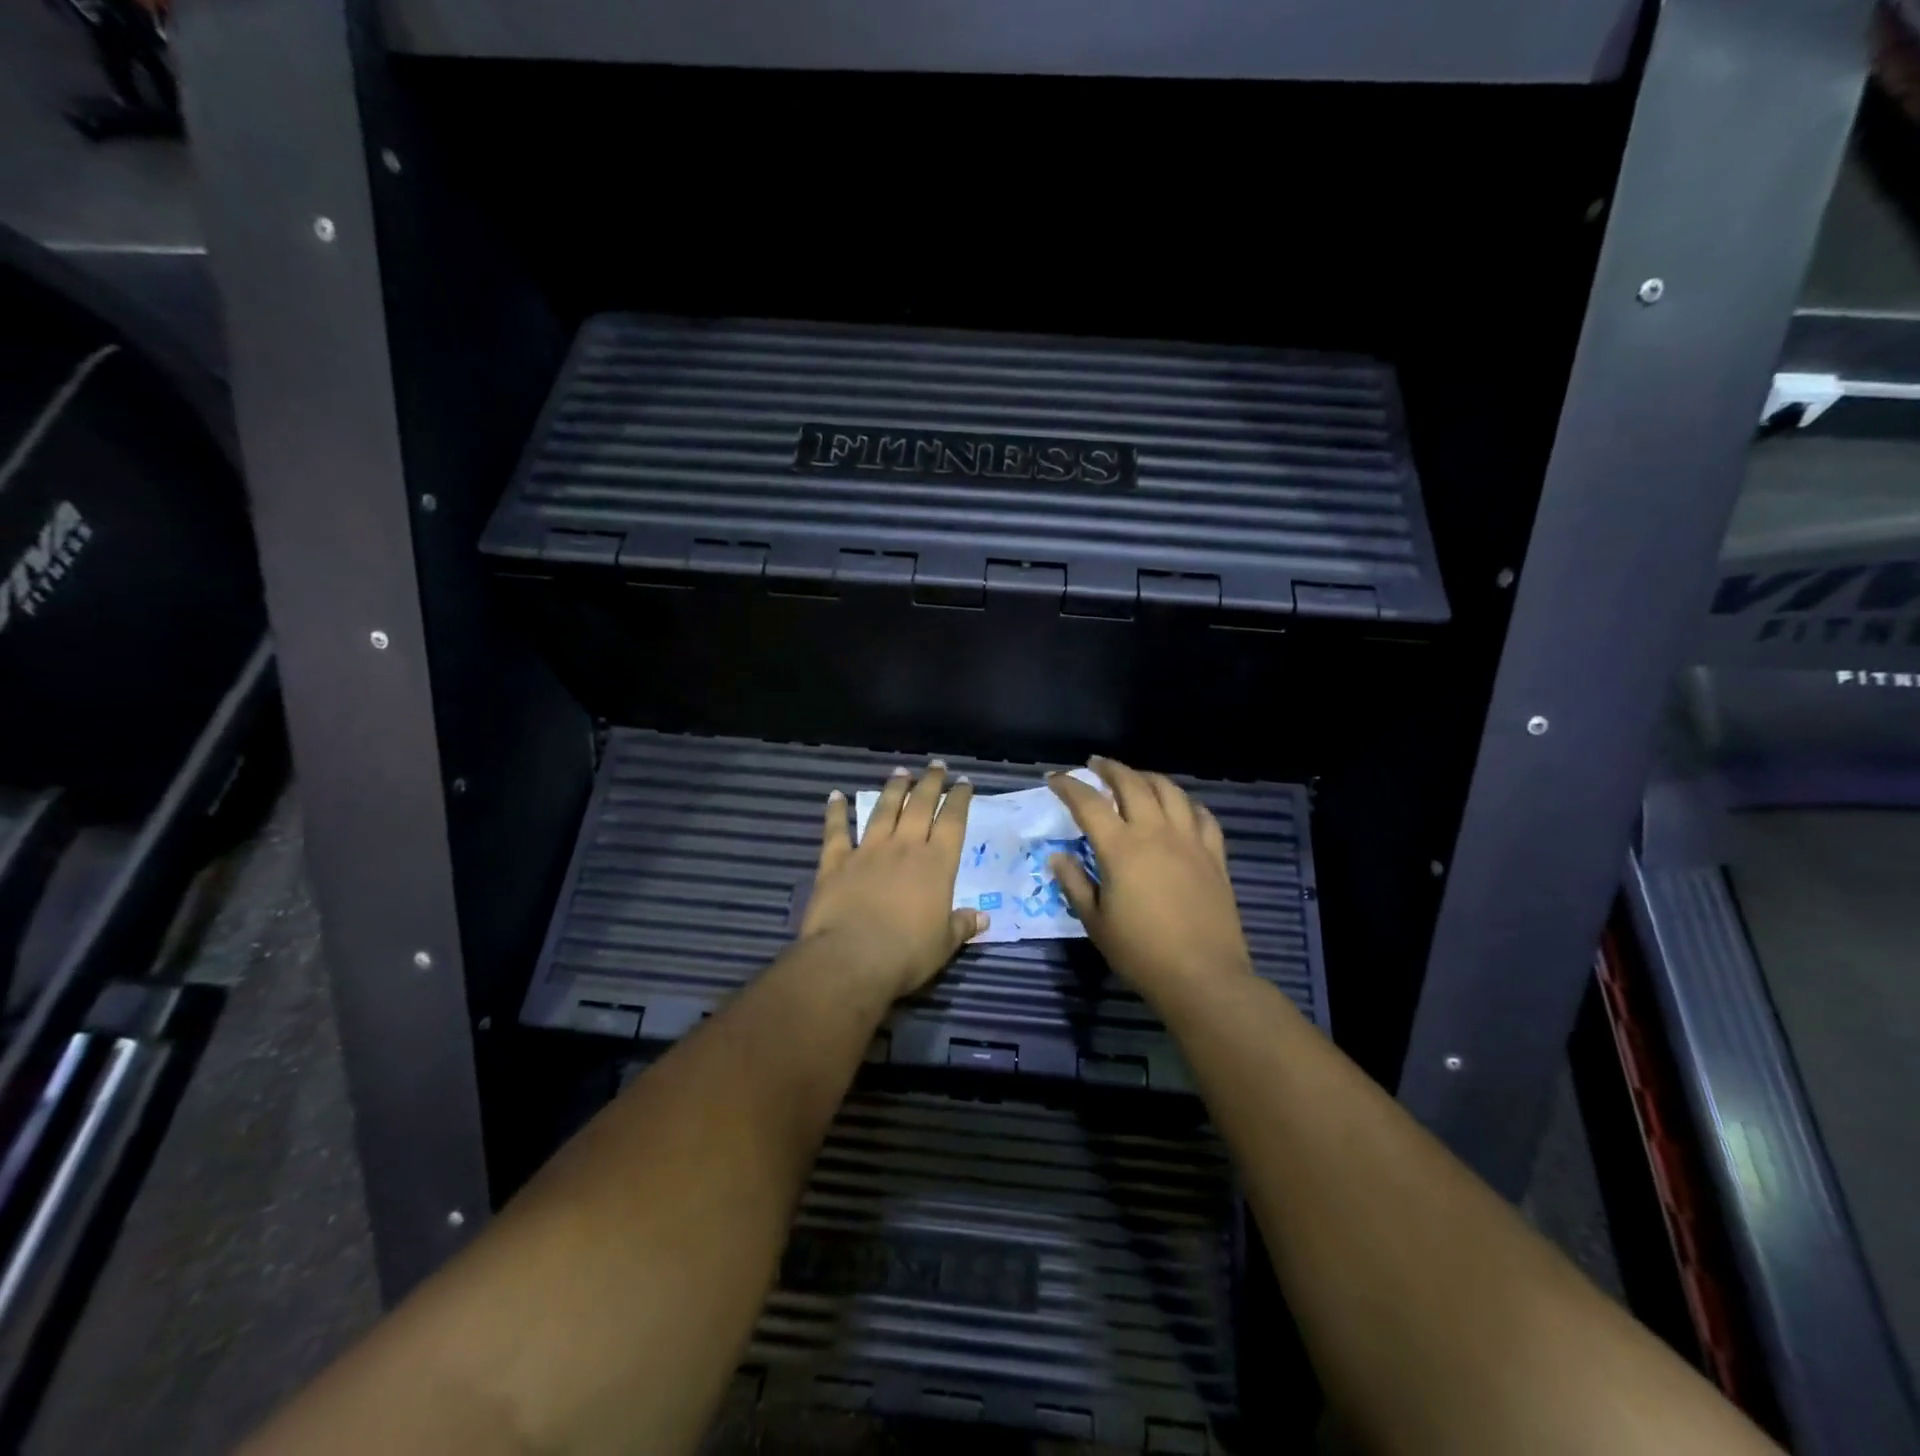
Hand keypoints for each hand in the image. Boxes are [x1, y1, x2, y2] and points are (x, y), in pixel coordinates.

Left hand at [799, 761, 987, 1001]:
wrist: (852, 958)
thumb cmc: (907, 954)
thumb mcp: (944, 944)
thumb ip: (962, 926)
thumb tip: (983, 918)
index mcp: (936, 864)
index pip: (953, 821)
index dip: (959, 799)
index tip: (963, 782)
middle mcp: (904, 847)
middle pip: (920, 805)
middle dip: (930, 783)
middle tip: (936, 765)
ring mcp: (868, 851)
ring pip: (883, 810)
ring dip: (893, 788)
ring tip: (900, 771)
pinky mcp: (836, 862)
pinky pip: (836, 831)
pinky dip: (835, 812)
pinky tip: (835, 795)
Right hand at [1047, 757, 1253, 1004]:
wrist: (1203, 977)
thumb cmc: (1141, 953)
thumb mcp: (1096, 922)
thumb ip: (1075, 884)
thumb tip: (1058, 857)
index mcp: (1121, 848)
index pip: (1088, 803)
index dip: (1068, 786)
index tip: (1054, 779)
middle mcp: (1155, 833)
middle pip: (1132, 783)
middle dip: (1110, 768)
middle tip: (1095, 764)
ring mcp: (1189, 841)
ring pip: (1170, 791)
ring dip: (1148, 777)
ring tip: (1136, 777)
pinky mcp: (1214, 856)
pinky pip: (1202, 816)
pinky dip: (1186, 803)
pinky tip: (1180, 807)